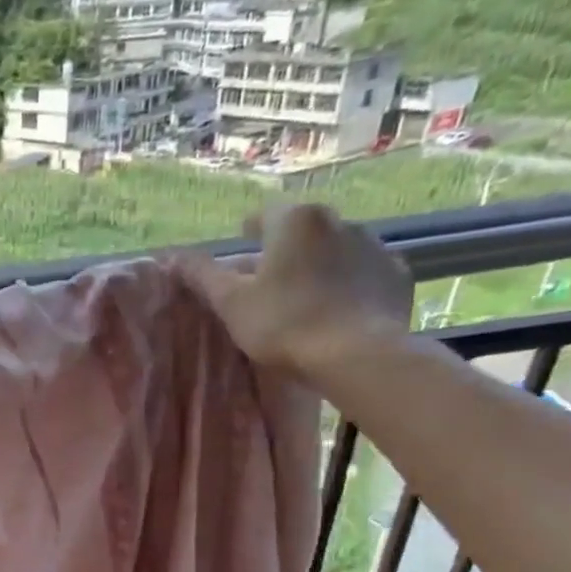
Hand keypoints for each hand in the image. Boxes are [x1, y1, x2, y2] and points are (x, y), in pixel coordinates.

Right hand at [176, 204, 413, 376]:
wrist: (357, 356)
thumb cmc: (284, 324)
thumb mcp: (231, 303)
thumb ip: (202, 275)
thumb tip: (173, 254)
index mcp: (295, 220)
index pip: (264, 215)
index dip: (248, 232)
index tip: (241, 250)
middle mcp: (340, 221)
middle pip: (302, 231)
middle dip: (285, 251)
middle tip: (269, 283)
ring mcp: (375, 246)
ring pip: (336, 250)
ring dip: (319, 266)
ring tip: (306, 300)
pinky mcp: (398, 275)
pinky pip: (365, 273)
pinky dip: (350, 285)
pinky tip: (339, 311)